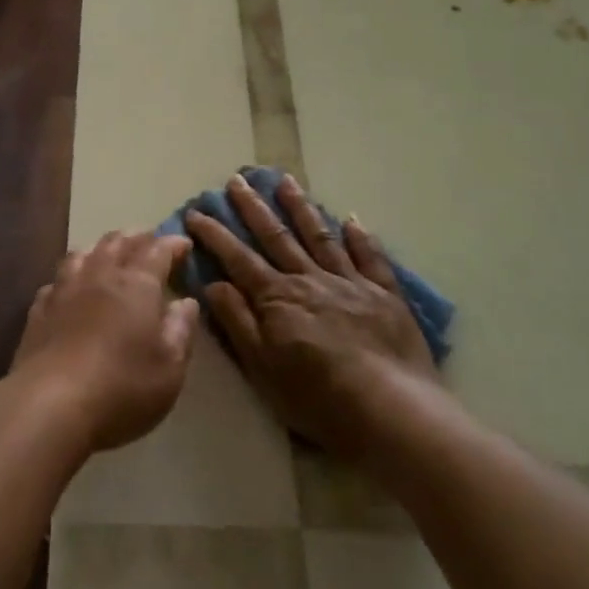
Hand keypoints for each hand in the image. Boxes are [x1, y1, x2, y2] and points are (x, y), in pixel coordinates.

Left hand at [11, 231, 200, 453]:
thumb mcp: (169, 367)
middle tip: (148, 239)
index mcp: (137, 285)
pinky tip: (70, 285)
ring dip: (101, 247)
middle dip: (137, 237)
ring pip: (83, 254)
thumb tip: (186, 302)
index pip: (157, 251)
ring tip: (109, 251)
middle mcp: (99, 276)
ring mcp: (64, 290)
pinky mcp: (39, 310)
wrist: (50, 403)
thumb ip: (180, 330)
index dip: (172, 244)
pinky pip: (56, 280)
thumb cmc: (122, 387)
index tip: (184, 243)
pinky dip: (70, 275)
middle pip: (117, 243)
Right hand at [185, 173, 436, 459]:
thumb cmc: (318, 397)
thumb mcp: (263, 368)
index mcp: (277, 297)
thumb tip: (213, 283)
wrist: (392, 410)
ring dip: (300, 207)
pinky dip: (360, 236)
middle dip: (253, 207)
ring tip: (286, 180)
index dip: (215, 235)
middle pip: (276, 236)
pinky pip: (370, 257)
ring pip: (319, 236)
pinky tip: (352, 219)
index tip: (196, 212)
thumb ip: (238, 322)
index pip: (238, 258)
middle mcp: (309, 279)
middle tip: (237, 179)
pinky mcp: (384, 294)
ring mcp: (349, 282)